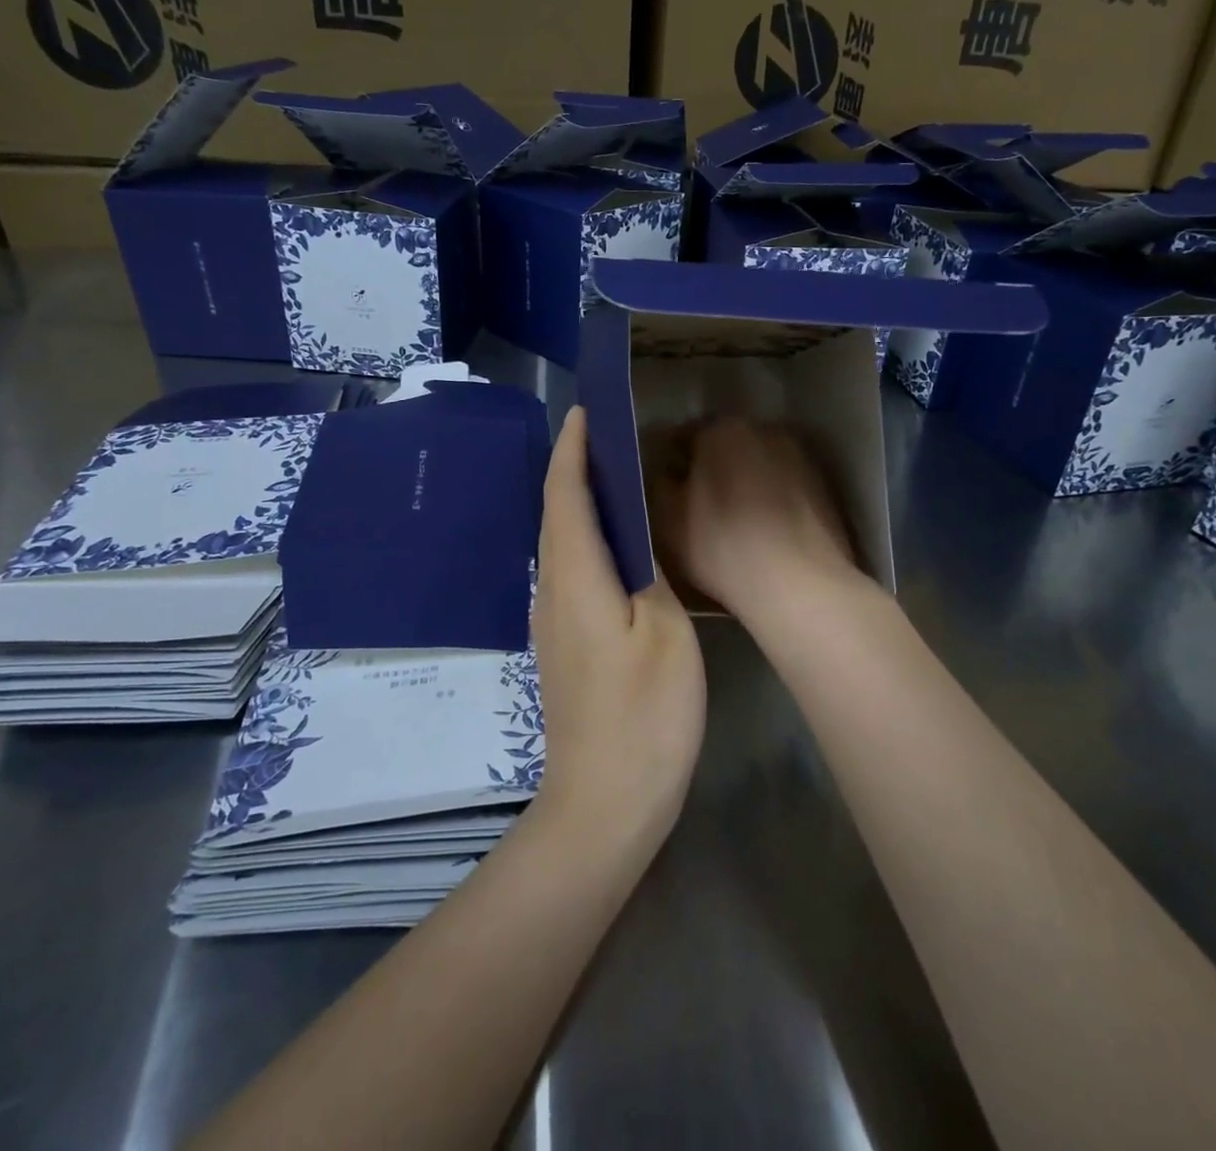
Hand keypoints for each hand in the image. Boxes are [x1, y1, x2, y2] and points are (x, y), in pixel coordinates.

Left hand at [532, 407, 705, 839]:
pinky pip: (567, 569)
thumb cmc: (644, 717)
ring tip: (612, 475)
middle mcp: (551, 592)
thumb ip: (648, 574)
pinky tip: (612, 542)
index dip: (572, 451)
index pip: (565, 496)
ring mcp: (551, 622)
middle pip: (554, 514)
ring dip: (577, 502)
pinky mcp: (561, 645)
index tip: (584, 412)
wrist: (603, 803)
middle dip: (572, 468)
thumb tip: (635, 535)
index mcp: (575, 579)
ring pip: (558, 543)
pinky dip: (583, 537)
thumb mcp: (664, 634)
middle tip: (605, 434)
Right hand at [652, 416, 865, 624]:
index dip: (670, 463)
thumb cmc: (722, 546)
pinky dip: (771, 499)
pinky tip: (763, 532)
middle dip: (709, 468)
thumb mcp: (668, 518)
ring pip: (757, 465)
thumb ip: (661, 483)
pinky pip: (783, 487)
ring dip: (743, 482)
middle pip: (725, 445)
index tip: (666, 489)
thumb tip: (669, 471)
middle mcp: (765, 431)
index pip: (683, 435)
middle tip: (695, 505)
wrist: (800, 585)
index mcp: (722, 429)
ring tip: (732, 521)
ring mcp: (800, 457)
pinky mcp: (824, 487)